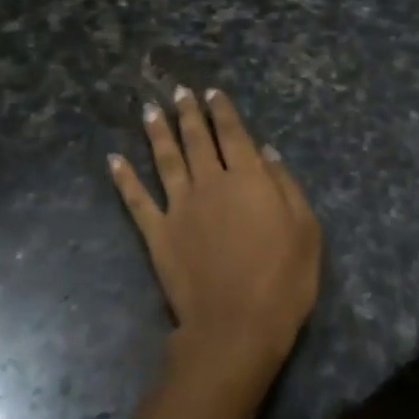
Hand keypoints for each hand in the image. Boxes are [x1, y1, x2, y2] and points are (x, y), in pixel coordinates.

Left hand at [109, 87, 322, 388]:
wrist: (236, 326)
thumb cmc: (282, 279)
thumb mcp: (305, 229)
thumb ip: (285, 184)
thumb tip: (266, 150)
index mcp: (248, 178)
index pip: (233, 134)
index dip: (222, 110)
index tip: (212, 92)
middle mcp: (210, 182)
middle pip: (196, 139)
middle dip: (189, 113)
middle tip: (179, 92)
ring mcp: (179, 207)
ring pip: (165, 159)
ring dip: (157, 133)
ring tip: (150, 110)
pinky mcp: (157, 234)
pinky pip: (136, 200)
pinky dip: (123, 178)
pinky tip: (113, 160)